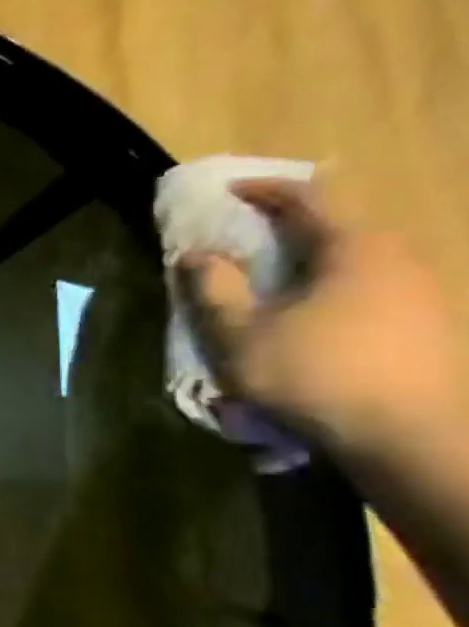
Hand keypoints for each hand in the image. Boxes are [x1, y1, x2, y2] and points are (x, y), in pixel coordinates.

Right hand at [183, 179, 462, 460]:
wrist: (414, 436)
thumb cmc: (316, 375)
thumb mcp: (240, 335)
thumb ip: (214, 290)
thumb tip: (197, 254)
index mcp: (354, 249)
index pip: (308, 198)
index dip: (264, 190)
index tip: (227, 193)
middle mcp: (397, 258)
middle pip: (337, 226)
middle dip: (287, 228)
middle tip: (244, 239)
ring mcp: (422, 291)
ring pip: (355, 259)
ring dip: (309, 262)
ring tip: (270, 282)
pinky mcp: (429, 323)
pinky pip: (370, 287)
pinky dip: (331, 287)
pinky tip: (308, 316)